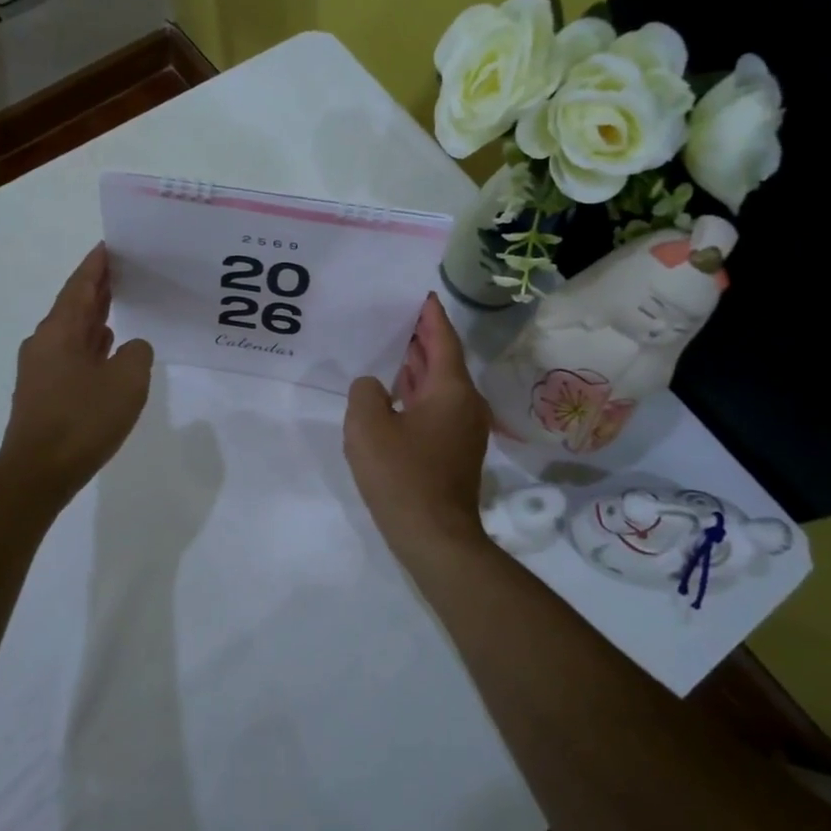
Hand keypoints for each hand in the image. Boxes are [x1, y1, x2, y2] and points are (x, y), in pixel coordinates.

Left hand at [0, 244, 153, 501]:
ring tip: (122, 305)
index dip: (96, 264)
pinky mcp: (43, 393)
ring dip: (95, 317)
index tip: (111, 245)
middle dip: (98, 288)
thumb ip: (137, 354)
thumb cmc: (83, 419)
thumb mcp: (127, 381)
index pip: (80, 285)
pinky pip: (71, 356)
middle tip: (125, 270)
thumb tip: (131, 348)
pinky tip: (108, 351)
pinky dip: (91, 346)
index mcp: (60, 330)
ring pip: (71, 332)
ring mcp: (41, 369)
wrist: (38, 472)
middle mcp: (45, 343)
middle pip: (73, 305)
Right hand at [343, 293, 491, 565]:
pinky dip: (418, 394)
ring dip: (419, 368)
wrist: (434, 536)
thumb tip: (374, 388)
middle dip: (422, 339)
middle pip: (444, 361)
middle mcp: (465, 404)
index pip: (443, 340)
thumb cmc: (402, 475)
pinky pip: (437, 409)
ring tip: (393, 349)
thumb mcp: (367, 426)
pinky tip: (395, 396)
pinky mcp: (455, 451)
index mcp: (451, 390)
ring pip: (440, 387)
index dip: (431, 316)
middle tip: (397, 317)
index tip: (421, 294)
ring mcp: (463, 430)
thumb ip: (365, 393)